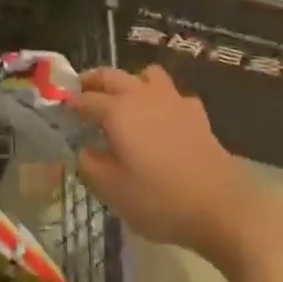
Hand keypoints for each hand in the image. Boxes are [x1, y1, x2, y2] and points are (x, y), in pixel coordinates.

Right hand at [71, 65, 265, 267]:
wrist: (221, 206)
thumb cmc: (160, 200)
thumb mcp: (113, 192)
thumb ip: (90, 166)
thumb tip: (82, 149)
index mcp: (117, 110)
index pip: (86, 99)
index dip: (71, 104)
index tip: (61, 110)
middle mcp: (141, 94)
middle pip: (112, 76)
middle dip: (94, 81)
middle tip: (82, 92)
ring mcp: (172, 99)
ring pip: (145, 75)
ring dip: (130, 81)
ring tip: (124, 100)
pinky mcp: (195, 112)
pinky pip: (172, 95)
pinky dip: (162, 100)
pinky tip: (163, 119)